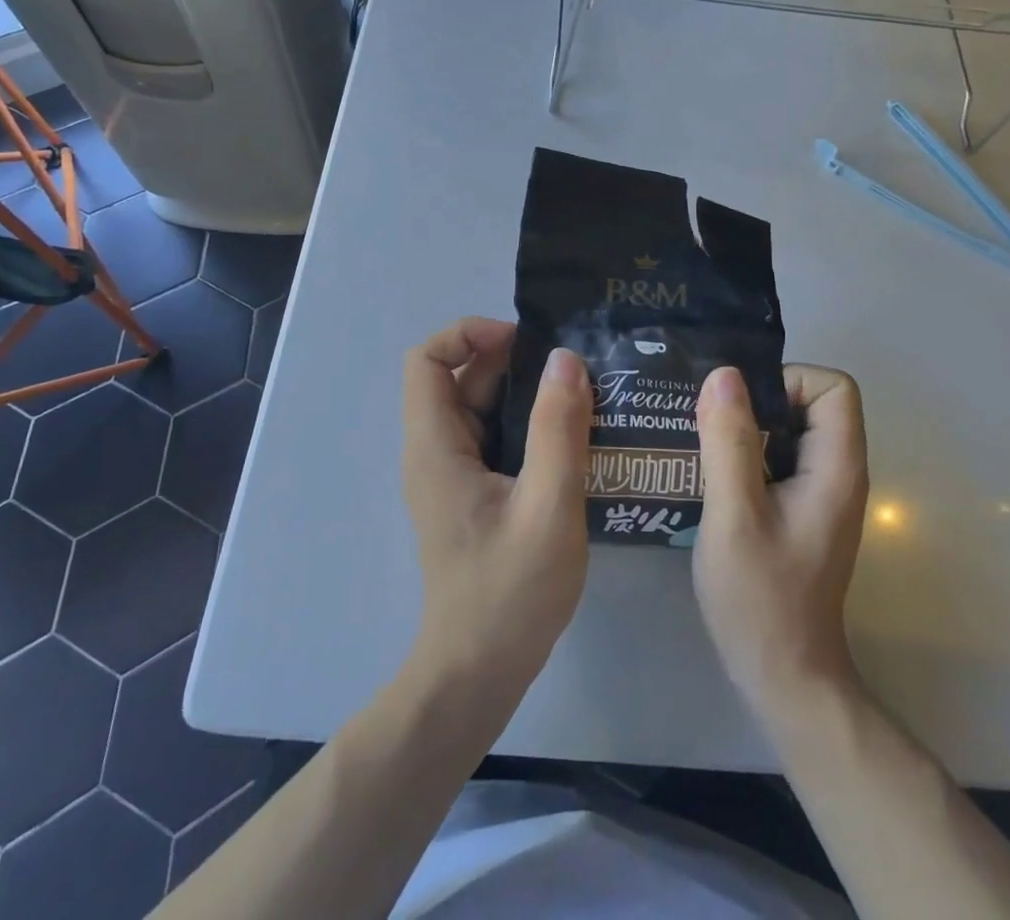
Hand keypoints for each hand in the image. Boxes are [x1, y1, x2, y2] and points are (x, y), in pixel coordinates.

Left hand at [400, 319, 592, 705]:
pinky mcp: (472, 495)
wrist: (478, 674)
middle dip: (512, 363)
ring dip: (525, 395)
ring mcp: (452, 475)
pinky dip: (527, 426)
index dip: (467, 334)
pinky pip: (494, 439)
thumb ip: (558, 429)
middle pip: (460, 379)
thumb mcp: (548, 506)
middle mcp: (435, 452)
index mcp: (436, 447)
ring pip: (481, 409)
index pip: (425, 359)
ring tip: (583, 396)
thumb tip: (566, 359)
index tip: (524, 343)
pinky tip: (573, 438)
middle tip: (572, 369)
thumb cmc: (509, 593)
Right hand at [692, 365, 868, 718]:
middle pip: (811, 402)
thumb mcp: (734, 514)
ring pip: (790, 429)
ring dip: (747, 427)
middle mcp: (838, 472)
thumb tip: (724, 373)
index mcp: (836, 467)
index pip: (833, 386)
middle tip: (709, 422)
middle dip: (759, 401)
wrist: (783, 677)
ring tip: (701, 443)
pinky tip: (710, 475)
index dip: (788, 382)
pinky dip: (747, 453)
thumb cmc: (761, 597)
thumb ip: (729, 441)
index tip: (741, 408)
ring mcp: (821, 493)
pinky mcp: (801, 509)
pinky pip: (779, 457)